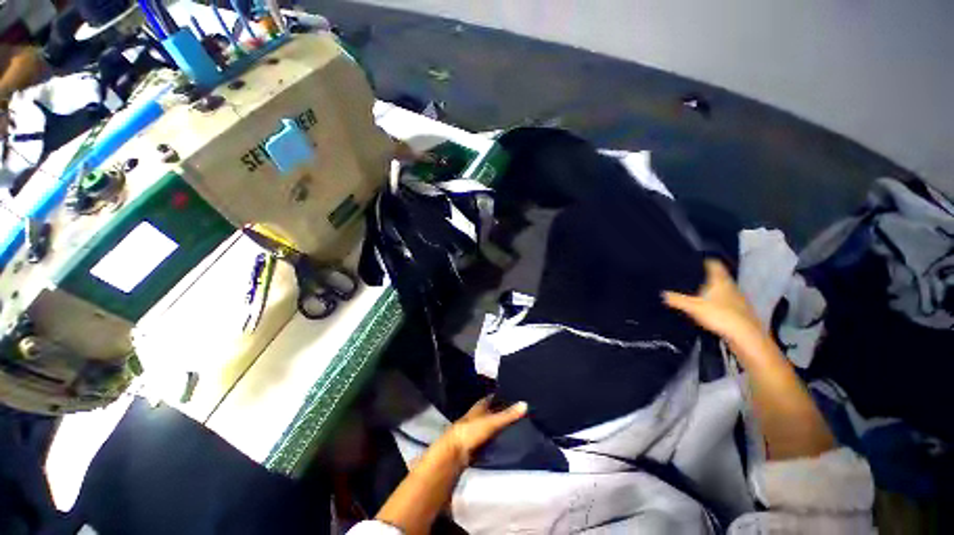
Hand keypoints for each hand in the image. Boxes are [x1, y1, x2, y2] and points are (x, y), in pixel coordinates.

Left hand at [440, 397, 527, 464]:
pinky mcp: (478, 442)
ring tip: (520, 426)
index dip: (504, 396)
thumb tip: (525, 404)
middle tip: (522, 413)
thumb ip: (508, 414)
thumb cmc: (472, 431)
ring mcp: (478, 429)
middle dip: (505, 412)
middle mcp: (479, 415)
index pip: (494, 397)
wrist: (455, 452)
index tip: (517, 397)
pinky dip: (499, 437)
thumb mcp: (492, 421)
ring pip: (493, 424)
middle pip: (494, 411)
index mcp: (480, 405)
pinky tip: (509, 440)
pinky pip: (492, 437)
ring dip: (502, 425)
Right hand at [663, 259, 762, 344]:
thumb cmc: (720, 315)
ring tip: (698, 293)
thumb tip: (662, 294)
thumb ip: (677, 299)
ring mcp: (738, 299)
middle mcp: (731, 286)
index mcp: (720, 281)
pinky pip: (726, 302)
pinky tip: (710, 309)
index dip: (705, 261)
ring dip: (713, 290)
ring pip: (723, 289)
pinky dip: (718, 302)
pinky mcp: (740, 311)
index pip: (714, 264)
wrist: (746, 336)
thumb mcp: (693, 307)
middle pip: (719, 276)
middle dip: (707, 276)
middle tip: (692, 277)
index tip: (695, 261)